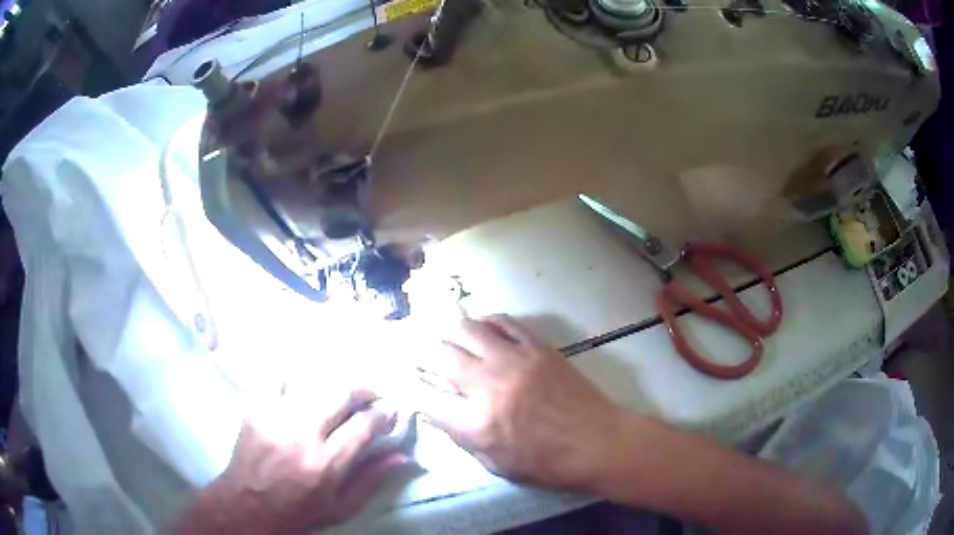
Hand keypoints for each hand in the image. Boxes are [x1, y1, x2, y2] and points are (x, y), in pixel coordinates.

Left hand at [177, 388, 406, 533]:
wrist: (248, 504)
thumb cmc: (299, 511)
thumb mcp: (342, 508)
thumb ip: (372, 481)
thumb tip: (402, 454)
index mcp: (325, 464)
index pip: (363, 425)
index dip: (382, 414)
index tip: (389, 411)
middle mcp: (301, 434)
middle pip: (340, 393)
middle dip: (364, 389)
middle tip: (372, 395)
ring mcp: (274, 416)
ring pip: (313, 381)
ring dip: (335, 382)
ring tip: (343, 390)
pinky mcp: (255, 407)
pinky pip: (278, 377)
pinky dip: (296, 375)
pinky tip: (305, 383)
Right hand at [413, 315, 624, 489]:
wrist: (596, 442)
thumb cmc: (545, 463)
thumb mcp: (494, 463)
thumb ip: (460, 436)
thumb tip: (436, 409)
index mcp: (474, 423)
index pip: (424, 396)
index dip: (409, 386)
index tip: (406, 382)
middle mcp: (487, 384)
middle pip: (438, 354)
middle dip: (420, 353)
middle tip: (418, 353)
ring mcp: (513, 359)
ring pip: (466, 328)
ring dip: (448, 332)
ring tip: (446, 337)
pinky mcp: (536, 346)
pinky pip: (502, 322)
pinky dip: (484, 322)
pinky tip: (481, 328)